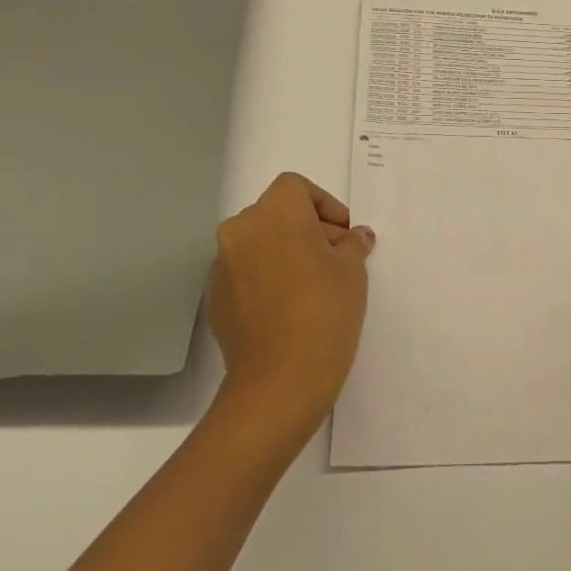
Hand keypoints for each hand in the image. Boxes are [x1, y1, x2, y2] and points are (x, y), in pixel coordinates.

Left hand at [208, 173, 373, 433]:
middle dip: (307, 229)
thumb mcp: (352, 271)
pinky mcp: (215, 298)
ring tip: (313, 285)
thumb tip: (355, 237)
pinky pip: (246, 273)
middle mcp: (241, 229)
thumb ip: (353, 244)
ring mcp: (222, 265)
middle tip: (335, 259)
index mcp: (274, 212)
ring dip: (285, 253)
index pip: (297, 187)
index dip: (324, 205)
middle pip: (276, 213)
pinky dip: (266, 278)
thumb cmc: (324, 312)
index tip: (343, 234)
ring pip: (259, 243)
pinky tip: (289, 308)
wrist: (278, 383)